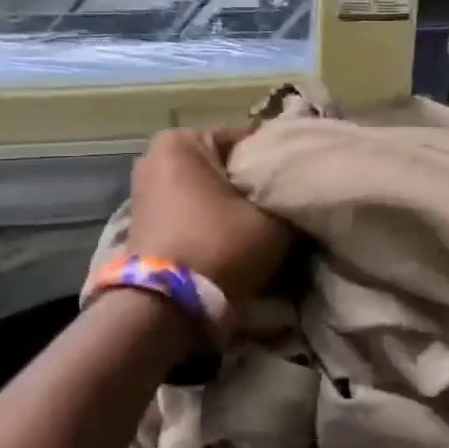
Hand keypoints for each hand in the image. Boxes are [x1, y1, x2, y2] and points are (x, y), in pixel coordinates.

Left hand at [125, 127, 294, 306]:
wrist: (165, 307)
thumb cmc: (220, 246)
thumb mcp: (273, 218)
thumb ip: (291, 194)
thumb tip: (301, 185)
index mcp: (182, 141)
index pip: (251, 140)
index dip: (282, 162)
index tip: (303, 182)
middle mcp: (156, 157)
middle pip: (228, 164)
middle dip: (255, 183)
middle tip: (287, 205)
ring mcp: (146, 190)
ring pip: (212, 189)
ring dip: (236, 204)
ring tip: (266, 224)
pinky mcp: (145, 222)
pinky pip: (193, 210)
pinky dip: (214, 220)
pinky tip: (237, 237)